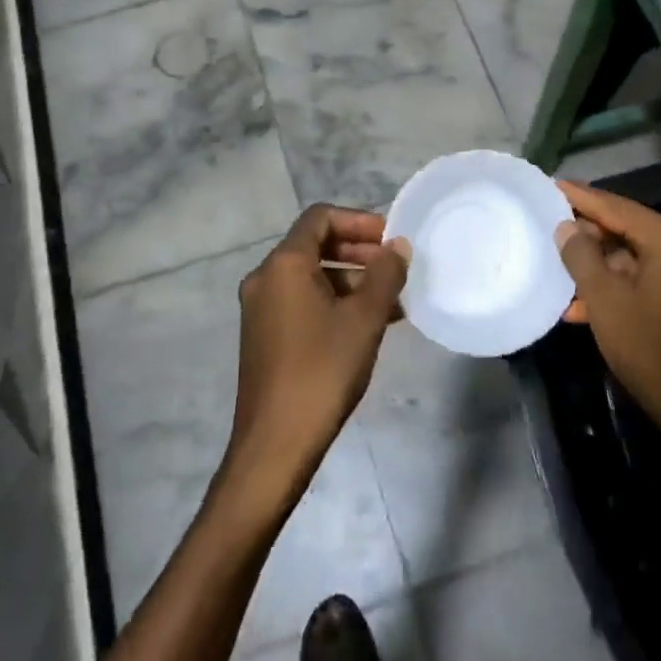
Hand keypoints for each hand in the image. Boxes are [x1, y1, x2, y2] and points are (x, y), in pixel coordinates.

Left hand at [222, 206, 408, 504]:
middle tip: (395, 267)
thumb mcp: (364, 319)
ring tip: (391, 300)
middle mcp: (265, 278)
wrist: (275, 444)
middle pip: (314, 244)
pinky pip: (303, 301)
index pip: (320, 217)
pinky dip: (334, 301)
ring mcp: (261, 308)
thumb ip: (385, 275)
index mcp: (283, 264)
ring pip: (311, 276)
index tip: (391, 239)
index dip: (359, 220)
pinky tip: (368, 323)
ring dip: (351, 279)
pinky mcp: (265, 335)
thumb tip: (398, 246)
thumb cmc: (322, 371)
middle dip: (358, 250)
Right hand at [553, 181, 660, 454]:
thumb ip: (581, 256)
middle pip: (628, 230)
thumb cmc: (650, 349)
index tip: (552, 185)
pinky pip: (648, 278)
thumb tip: (567, 227)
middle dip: (588, 235)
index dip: (582, 197)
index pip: (618, 207)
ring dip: (599, 267)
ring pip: (636, 257)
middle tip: (551, 228)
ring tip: (560, 272)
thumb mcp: (604, 300)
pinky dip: (619, 286)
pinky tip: (584, 305)